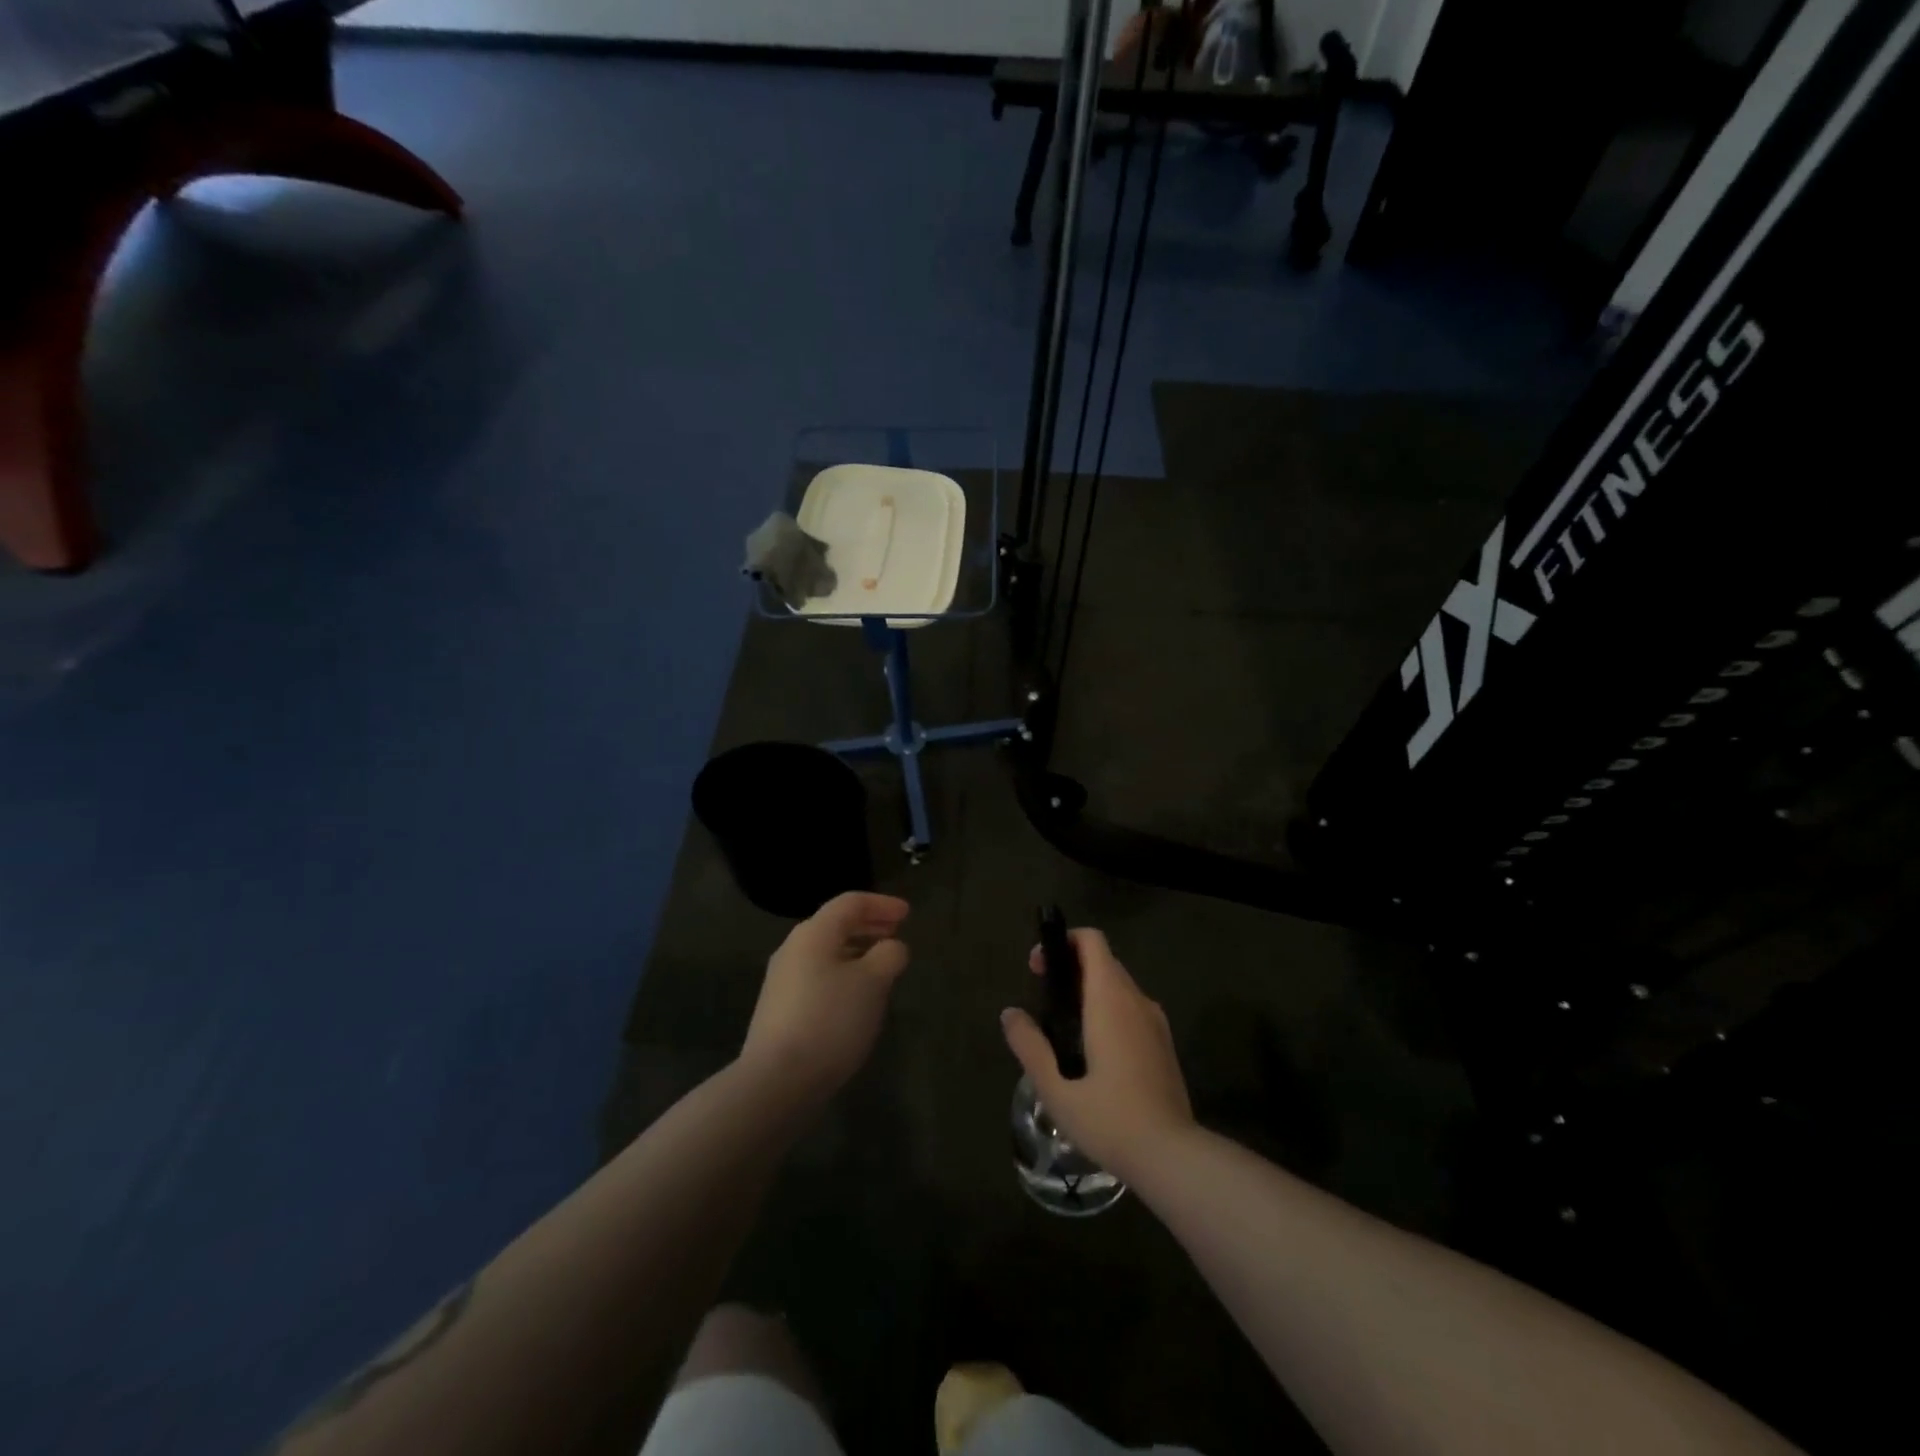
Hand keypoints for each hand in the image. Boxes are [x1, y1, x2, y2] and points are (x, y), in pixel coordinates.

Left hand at [740, 892, 909, 1102]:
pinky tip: (856, 998)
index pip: (851, 902)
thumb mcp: (872, 983)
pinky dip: (842, 974)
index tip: (908, 914)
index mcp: (814, 933)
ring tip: (881, 966)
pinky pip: (818, 977)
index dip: (882, 904)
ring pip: (826, 953)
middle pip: (835, 925)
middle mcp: (793, 949)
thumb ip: (889, 956)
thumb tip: (892, 946)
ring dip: (856, 952)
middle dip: (868, 926)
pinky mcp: (780, 1010)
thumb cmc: (830, 1020)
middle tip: (896, 933)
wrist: (777, 1081)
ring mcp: (782, 981)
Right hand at [1001, 928, 1194, 1179]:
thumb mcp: (1056, 1088)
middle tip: (1042, 998)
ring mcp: (1155, 1021)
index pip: (1092, 941)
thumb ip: (1029, 1045)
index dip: (1063, 942)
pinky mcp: (1164, 1044)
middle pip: (1103, 961)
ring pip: (1118, 986)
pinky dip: (1108, 1011)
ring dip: (1089, 990)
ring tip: (1062, 1027)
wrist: (1173, 1156)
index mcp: (1111, 999)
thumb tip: (1010, 1014)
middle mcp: (1136, 999)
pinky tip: (1092, 1052)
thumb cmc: (1110, 1118)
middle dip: (1070, 967)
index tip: (1038, 968)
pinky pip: (1131, 1009)